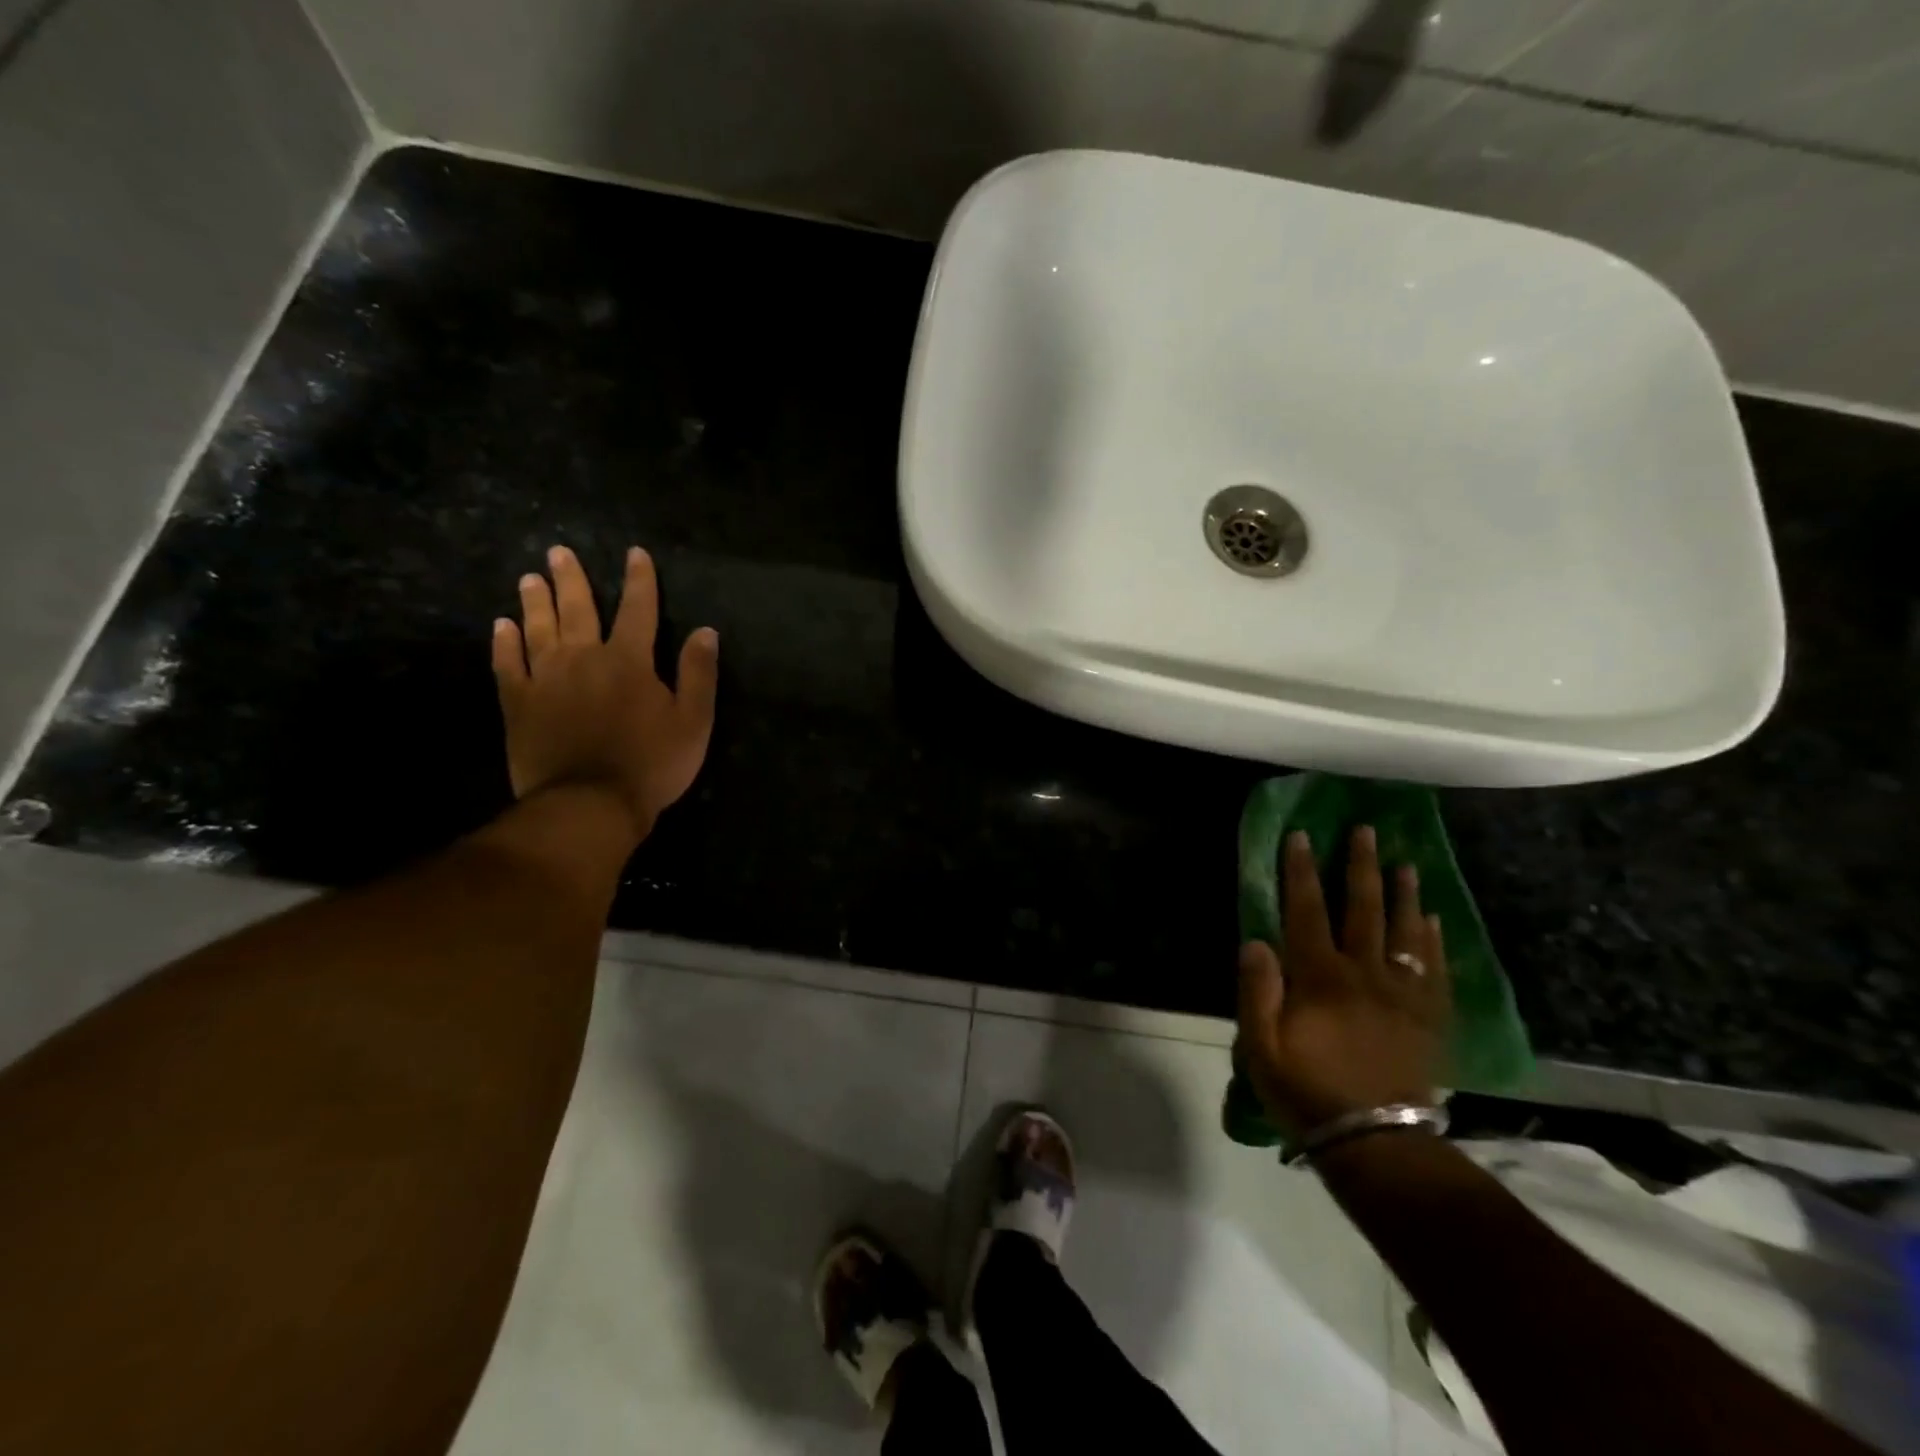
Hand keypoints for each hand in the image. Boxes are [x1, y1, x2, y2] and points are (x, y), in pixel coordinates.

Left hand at [492, 545, 717, 840]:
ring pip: (538, 629)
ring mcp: (546, 680)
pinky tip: (501, 627)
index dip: (639, 580)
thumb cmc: (652, 763)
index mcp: (629, 661)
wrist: (590, 803)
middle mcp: (583, 658)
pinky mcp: (518, 704)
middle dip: (571, 578)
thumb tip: (705, 631)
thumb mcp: (694, 721)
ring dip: (535, 602)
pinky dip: (504, 644)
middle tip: (558, 552)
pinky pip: (507, 665)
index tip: (635, 554)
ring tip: (529, 578)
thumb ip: (699, 674)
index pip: (638, 610)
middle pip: (577, 609)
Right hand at [1235, 826, 1449, 1135]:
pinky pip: (1435, 969)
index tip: (1301, 836)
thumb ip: (1256, 990)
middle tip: (1366, 831)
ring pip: (1404, 932)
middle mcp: (1364, 974)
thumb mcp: (1260, 1046)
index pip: (1306, 910)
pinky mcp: (1429, 1019)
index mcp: (1319, 977)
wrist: (1376, 1143)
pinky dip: (1433, 940)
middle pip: (1362, 909)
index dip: (1301, 871)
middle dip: (1360, 866)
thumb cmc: (1306, 1091)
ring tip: (1406, 863)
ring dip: (1403, 894)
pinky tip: (1432, 919)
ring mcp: (1402, 995)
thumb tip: (1256, 940)